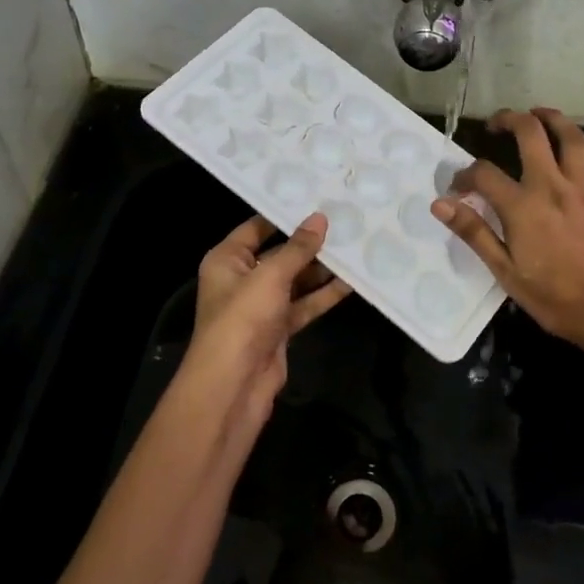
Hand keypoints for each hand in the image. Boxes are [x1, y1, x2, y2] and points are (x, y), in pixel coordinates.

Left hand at [181, 213, 351, 413]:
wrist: (233, 385)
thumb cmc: (243, 319)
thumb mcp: (270, 276)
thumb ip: (298, 248)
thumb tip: (320, 218)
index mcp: (227, 260)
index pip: (257, 227)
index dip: (285, 213)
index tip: (318, 198)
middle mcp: (242, 278)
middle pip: (280, 253)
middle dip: (310, 242)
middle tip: (346, 221)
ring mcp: (262, 305)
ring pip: (296, 280)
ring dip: (322, 269)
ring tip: (355, 246)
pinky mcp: (279, 328)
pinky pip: (304, 304)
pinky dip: (324, 295)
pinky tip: (352, 282)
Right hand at [431, 108, 583, 365]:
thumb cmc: (556, 300)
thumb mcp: (506, 273)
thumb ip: (474, 233)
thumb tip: (440, 204)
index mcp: (523, 207)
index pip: (484, 174)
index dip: (464, 175)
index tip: (457, 188)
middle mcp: (554, 187)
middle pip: (531, 134)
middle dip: (510, 120)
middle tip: (496, 124)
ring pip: (572, 139)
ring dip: (553, 119)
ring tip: (538, 114)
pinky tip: (581, 146)